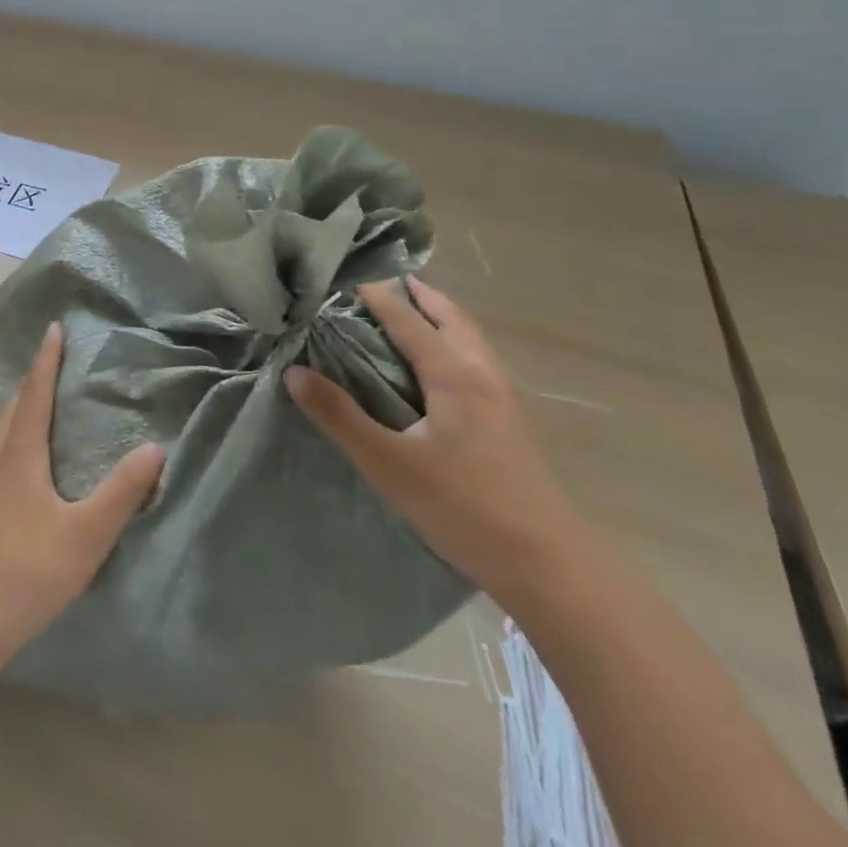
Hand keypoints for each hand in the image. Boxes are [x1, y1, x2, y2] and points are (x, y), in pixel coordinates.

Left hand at [0, 324, 166, 647]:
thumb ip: (121, 492)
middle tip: (51, 359)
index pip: (36, 393)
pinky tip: (19, 456)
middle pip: (15, 405)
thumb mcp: (86, 533)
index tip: (54, 328)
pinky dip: (13, 433)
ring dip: (20, 405)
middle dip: (33, 377)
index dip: (47, 360)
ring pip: (2, 428)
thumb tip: (153, 447)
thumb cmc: (30, 569)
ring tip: (37, 399)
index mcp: (21, 453)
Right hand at [287, 278, 592, 614]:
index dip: (380, 297)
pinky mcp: (515, 428)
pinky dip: (458, 346)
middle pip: (454, 320)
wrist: (553, 569)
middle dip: (424, 297)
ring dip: (445, 319)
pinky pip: (481, 365)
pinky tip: (447, 372)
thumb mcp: (388, 464)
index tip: (351, 277)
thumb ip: (340, 417)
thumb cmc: (465, 508)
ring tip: (419, 314)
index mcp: (455, 376)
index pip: (410, 321)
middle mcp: (484, 377)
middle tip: (394, 281)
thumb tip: (294, 373)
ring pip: (474, 342)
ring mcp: (507, 403)